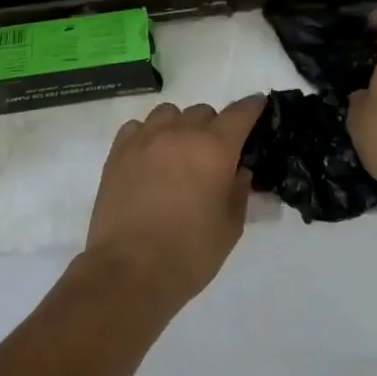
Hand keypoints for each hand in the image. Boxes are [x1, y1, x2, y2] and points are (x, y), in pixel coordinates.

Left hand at [86, 97, 265, 303]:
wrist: (129, 270)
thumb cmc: (189, 253)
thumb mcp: (229, 227)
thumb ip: (238, 192)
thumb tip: (238, 170)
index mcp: (214, 149)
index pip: (239, 114)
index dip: (252, 107)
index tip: (258, 105)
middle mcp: (179, 134)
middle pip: (203, 111)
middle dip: (214, 126)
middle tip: (214, 154)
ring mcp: (145, 140)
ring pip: (168, 113)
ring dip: (180, 125)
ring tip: (179, 152)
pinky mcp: (118, 152)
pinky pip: (137, 127)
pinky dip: (148, 134)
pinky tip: (150, 157)